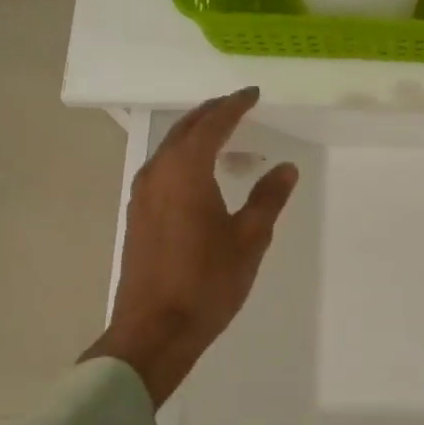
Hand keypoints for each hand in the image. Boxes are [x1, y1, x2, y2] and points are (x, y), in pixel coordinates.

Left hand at [83, 88, 298, 408]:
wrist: (154, 330)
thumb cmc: (207, 282)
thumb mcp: (249, 239)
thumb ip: (268, 198)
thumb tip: (285, 168)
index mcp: (186, 171)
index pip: (213, 124)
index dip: (234, 106)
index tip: (253, 94)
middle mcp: (158, 173)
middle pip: (185, 130)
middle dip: (212, 113)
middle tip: (237, 105)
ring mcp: (142, 195)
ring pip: (171, 149)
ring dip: (196, 135)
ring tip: (224, 135)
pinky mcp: (138, 215)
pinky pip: (163, 169)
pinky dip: (185, 158)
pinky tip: (202, 175)